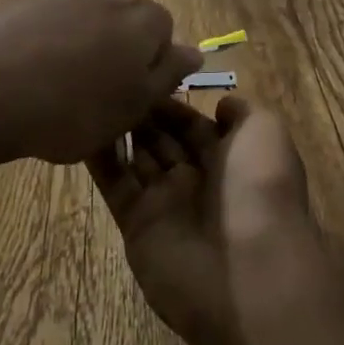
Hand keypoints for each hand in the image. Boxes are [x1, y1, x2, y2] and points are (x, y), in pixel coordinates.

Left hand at [0, 0, 200, 174]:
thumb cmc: (75, 108)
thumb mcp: (133, 106)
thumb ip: (167, 74)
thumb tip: (194, 51)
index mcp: (145, 19)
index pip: (165, 34)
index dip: (150, 67)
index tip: (130, 97)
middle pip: (126, 22)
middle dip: (118, 52)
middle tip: (97, 94)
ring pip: (87, 20)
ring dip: (83, 46)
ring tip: (59, 86)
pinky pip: (51, 21)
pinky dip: (49, 42)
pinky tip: (30, 73)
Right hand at [86, 97, 318, 344]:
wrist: (248, 270)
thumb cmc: (260, 188)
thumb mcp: (266, 133)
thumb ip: (243, 113)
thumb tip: (220, 105)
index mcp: (231, 159)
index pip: (194, 124)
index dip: (171, 101)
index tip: (144, 74)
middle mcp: (197, 180)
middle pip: (163, 139)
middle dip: (142, 113)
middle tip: (111, 81)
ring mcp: (166, 203)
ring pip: (137, 158)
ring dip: (118, 129)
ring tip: (90, 94)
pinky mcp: (137, 225)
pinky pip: (115, 184)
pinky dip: (98, 158)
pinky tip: (77, 127)